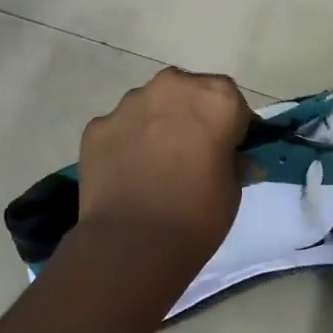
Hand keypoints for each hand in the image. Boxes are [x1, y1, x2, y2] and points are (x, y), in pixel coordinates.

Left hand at [77, 68, 252, 257]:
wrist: (133, 245)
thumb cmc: (198, 214)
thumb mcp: (233, 189)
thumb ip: (233, 161)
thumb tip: (235, 159)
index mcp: (215, 98)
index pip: (231, 101)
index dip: (231, 126)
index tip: (227, 150)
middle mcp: (172, 87)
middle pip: (188, 92)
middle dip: (191, 115)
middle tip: (191, 152)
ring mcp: (129, 103)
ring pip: (150, 105)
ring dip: (156, 124)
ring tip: (154, 165)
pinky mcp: (97, 125)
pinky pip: (120, 128)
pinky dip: (126, 143)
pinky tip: (127, 174)